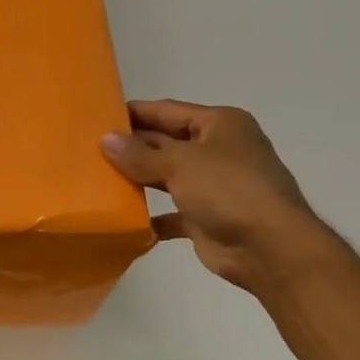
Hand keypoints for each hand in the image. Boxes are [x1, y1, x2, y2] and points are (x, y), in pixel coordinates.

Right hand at [100, 100, 330, 292]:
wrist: (270, 248)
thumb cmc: (228, 190)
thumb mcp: (179, 164)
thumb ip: (139, 154)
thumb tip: (105, 140)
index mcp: (219, 124)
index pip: (168, 110)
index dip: (135, 112)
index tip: (99, 115)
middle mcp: (218, 150)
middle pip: (166, 142)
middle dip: (133, 146)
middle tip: (89, 148)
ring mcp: (214, 185)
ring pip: (168, 176)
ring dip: (139, 179)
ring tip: (98, 178)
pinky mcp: (208, 218)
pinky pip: (173, 212)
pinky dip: (152, 215)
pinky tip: (124, 218)